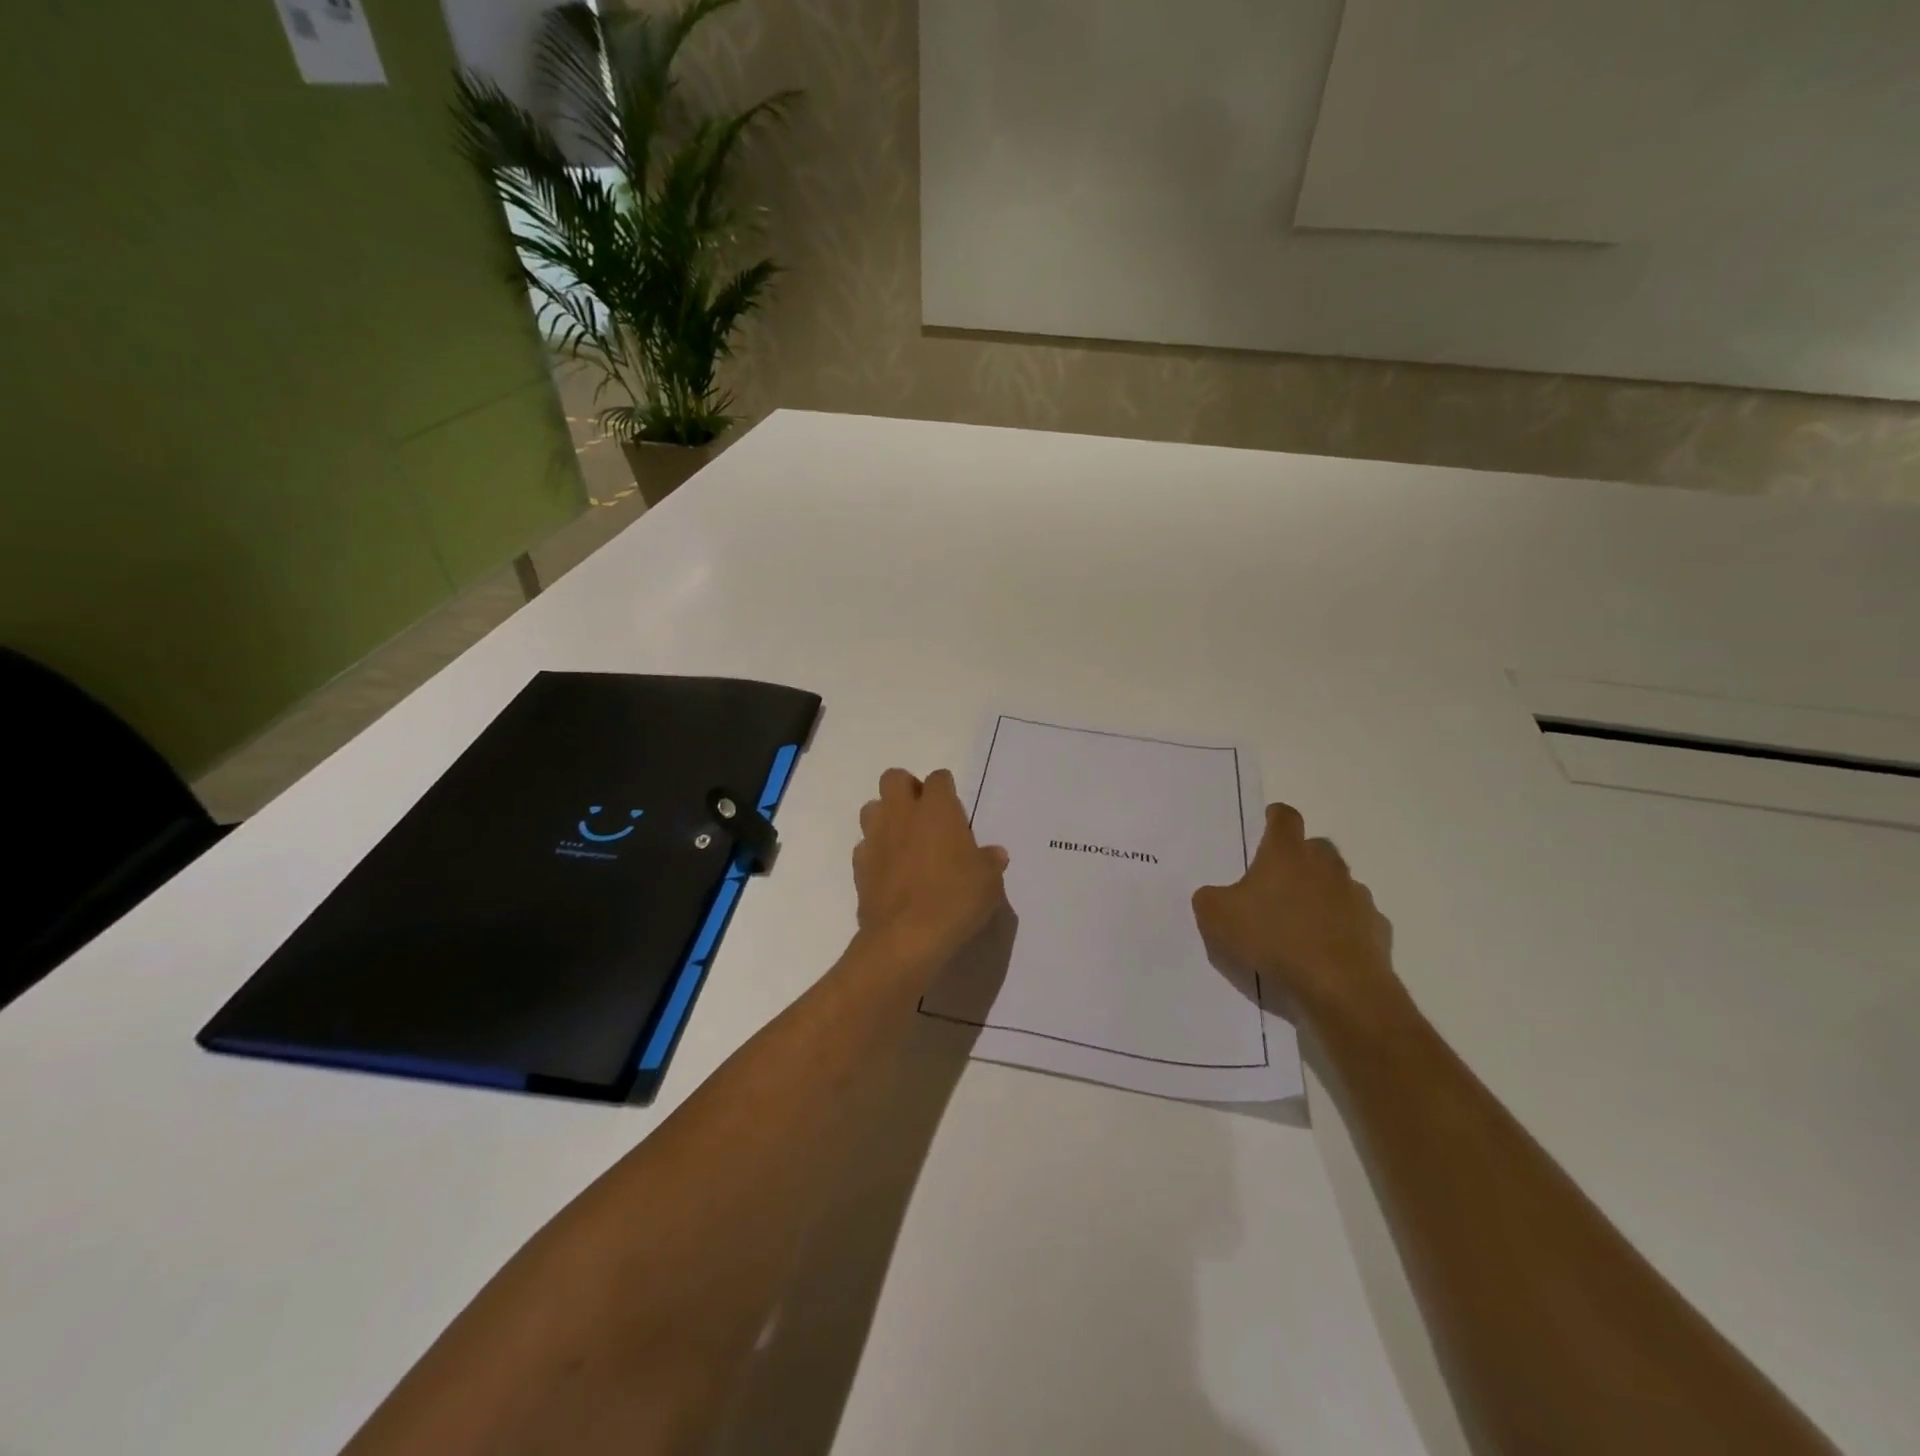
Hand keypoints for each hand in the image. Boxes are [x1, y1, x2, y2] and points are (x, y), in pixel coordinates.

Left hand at [853, 768, 1009, 969]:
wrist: (905, 938)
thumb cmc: (954, 900)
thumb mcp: (988, 882)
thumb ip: (989, 862)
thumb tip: (994, 855)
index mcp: (937, 809)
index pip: (938, 779)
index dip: (946, 789)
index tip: (954, 807)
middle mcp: (902, 814)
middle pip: (894, 778)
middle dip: (906, 788)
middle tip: (924, 814)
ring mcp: (875, 838)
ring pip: (872, 808)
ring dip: (886, 816)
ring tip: (903, 840)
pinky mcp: (859, 866)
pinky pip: (864, 846)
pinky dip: (875, 852)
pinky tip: (889, 871)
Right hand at [1192, 803, 1409, 1032]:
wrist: (1340, 986)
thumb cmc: (1273, 938)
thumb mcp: (1217, 918)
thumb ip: (1209, 899)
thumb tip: (1214, 896)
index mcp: (1286, 853)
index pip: (1284, 817)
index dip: (1275, 817)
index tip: (1267, 824)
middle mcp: (1325, 865)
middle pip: (1316, 846)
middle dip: (1300, 857)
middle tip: (1278, 880)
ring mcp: (1356, 895)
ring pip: (1338, 882)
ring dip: (1323, 893)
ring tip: (1302, 920)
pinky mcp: (1376, 928)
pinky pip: (1356, 918)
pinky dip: (1343, 926)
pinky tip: (1327, 948)